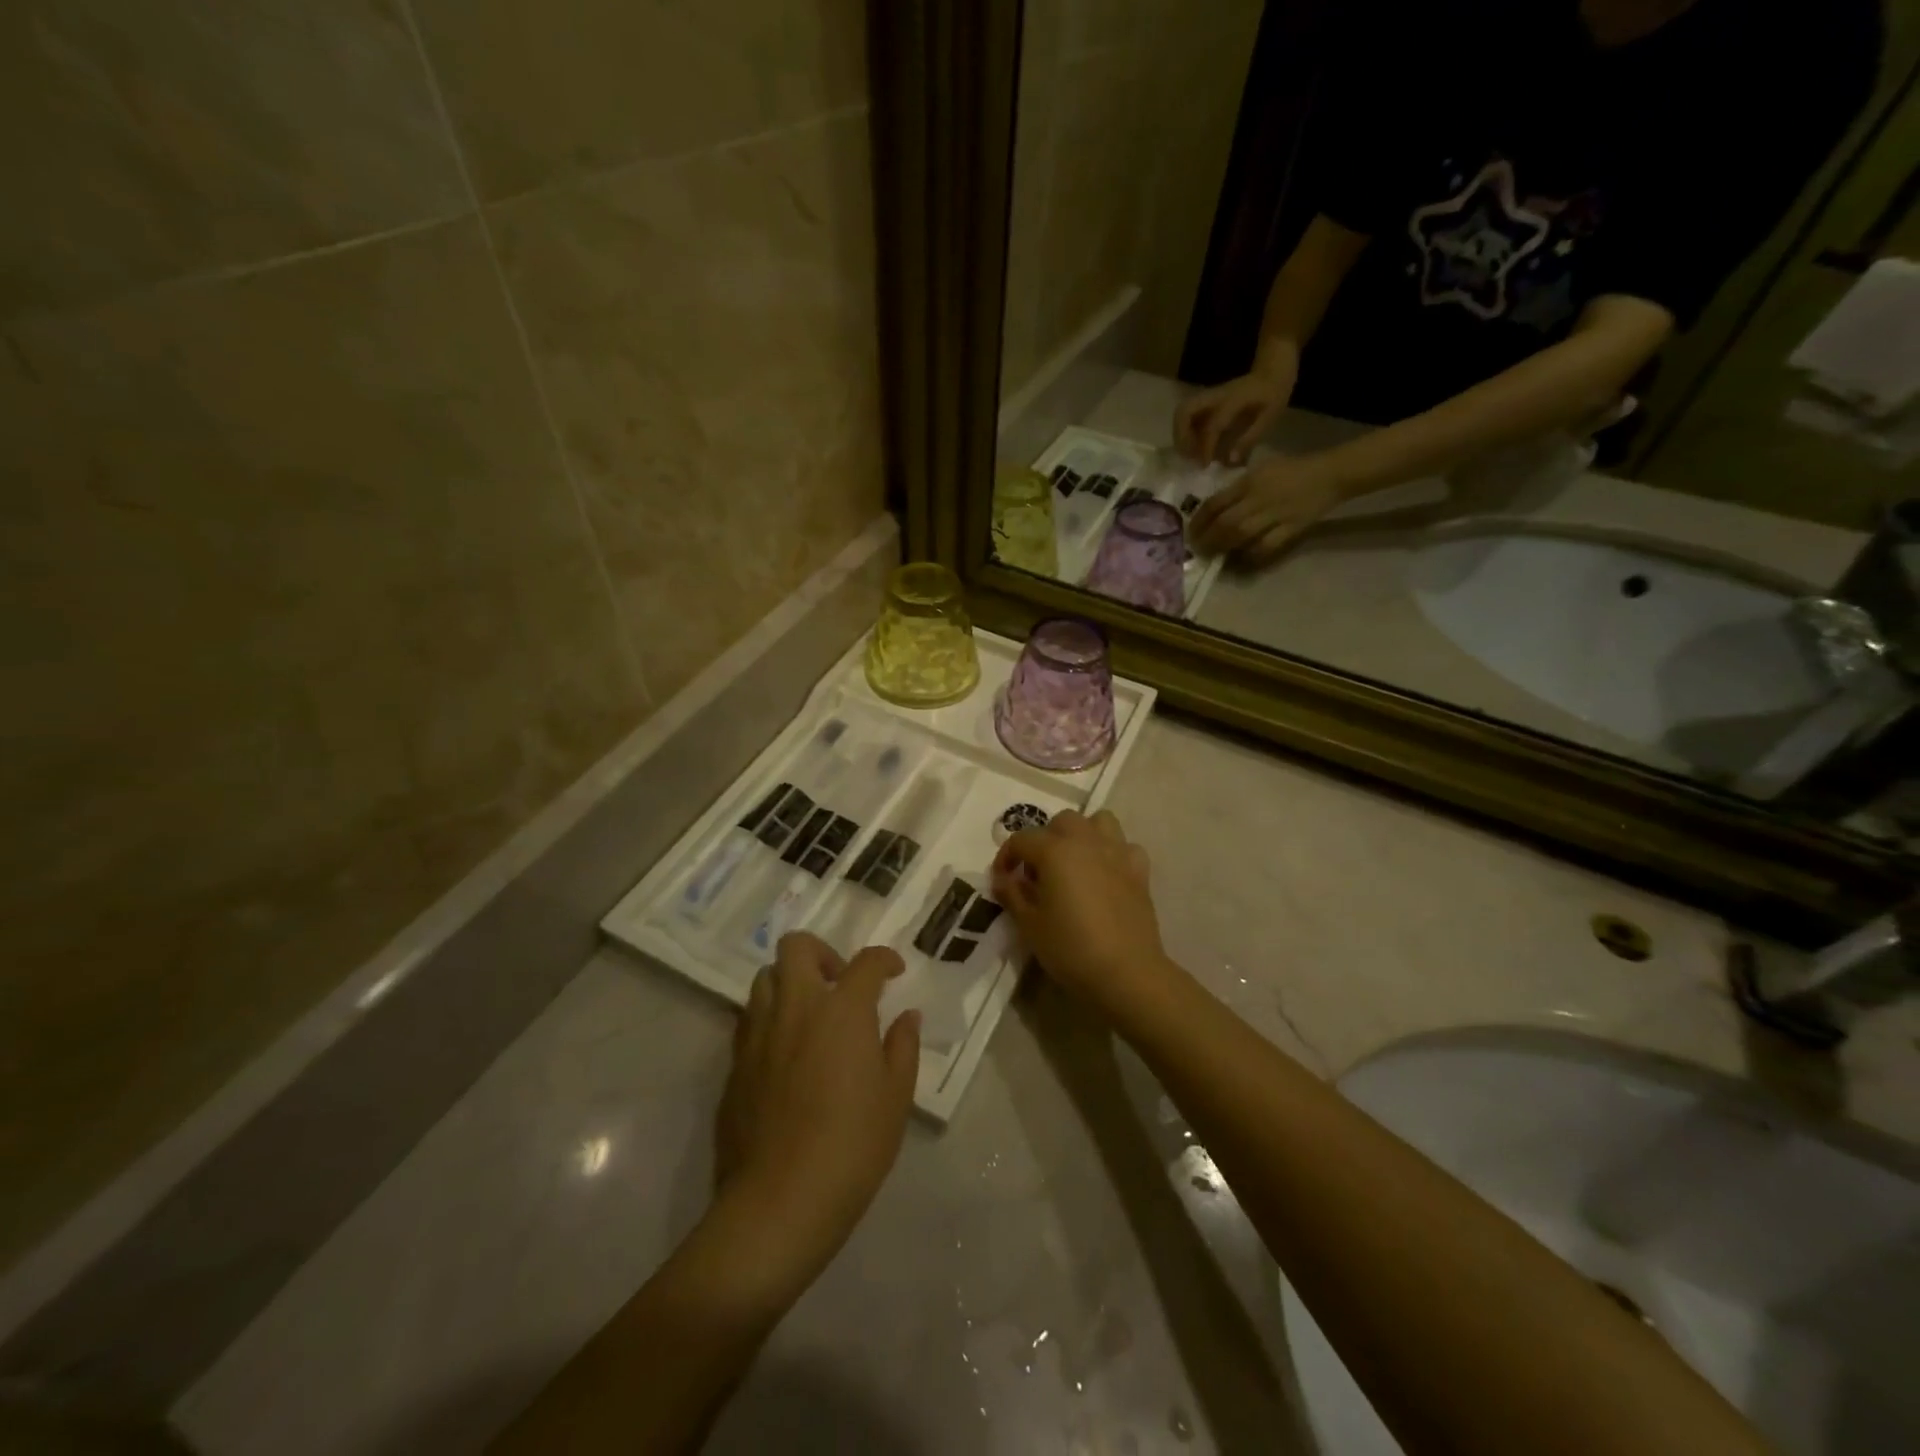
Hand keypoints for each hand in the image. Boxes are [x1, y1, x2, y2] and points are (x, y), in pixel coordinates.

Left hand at [715, 934, 919, 1272]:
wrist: (780, 1200)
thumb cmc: (853, 1145)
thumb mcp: (896, 1097)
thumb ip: (902, 1046)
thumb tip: (906, 1016)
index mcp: (842, 1009)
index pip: (866, 962)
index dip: (884, 960)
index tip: (893, 973)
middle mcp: (796, 1007)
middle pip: (796, 947)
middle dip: (822, 953)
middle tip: (839, 983)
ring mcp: (759, 1033)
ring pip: (765, 978)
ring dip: (790, 983)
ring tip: (809, 1015)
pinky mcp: (734, 1063)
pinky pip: (749, 1020)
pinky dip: (770, 1019)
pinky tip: (785, 1052)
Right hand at [992, 810, 1173, 1021]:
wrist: (1126, 972)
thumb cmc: (1071, 948)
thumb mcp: (1030, 925)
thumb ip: (1013, 895)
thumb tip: (1004, 878)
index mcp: (1055, 851)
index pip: (1022, 839)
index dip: (1006, 857)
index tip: (1002, 880)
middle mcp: (1087, 841)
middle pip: (1062, 822)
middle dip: (1045, 839)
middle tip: (1038, 871)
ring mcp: (1117, 853)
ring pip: (1099, 821)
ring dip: (1082, 834)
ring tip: (1074, 862)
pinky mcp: (1139, 871)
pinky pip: (1125, 847)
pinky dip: (1113, 853)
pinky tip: (1106, 874)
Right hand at [1173, 365, 1295, 465]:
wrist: (1272, 371)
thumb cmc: (1273, 394)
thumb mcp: (1269, 417)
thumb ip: (1249, 439)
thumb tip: (1230, 461)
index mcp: (1232, 400)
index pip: (1212, 425)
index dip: (1205, 447)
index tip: (1205, 465)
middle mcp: (1215, 396)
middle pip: (1184, 411)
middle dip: (1181, 436)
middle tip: (1189, 455)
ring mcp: (1208, 397)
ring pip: (1181, 413)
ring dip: (1180, 435)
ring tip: (1189, 453)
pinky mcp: (1206, 402)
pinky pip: (1187, 416)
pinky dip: (1185, 432)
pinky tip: (1194, 445)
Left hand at [1189, 453, 1349, 565]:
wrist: (1330, 474)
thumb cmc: (1292, 470)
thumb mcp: (1261, 470)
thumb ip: (1238, 488)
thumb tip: (1214, 508)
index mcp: (1249, 481)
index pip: (1216, 502)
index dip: (1199, 520)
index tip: (1191, 532)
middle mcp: (1259, 497)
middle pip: (1226, 522)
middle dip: (1208, 539)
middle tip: (1198, 549)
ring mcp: (1276, 513)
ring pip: (1242, 534)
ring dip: (1224, 547)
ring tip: (1215, 555)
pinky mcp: (1292, 527)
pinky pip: (1266, 546)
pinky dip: (1251, 554)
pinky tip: (1243, 559)